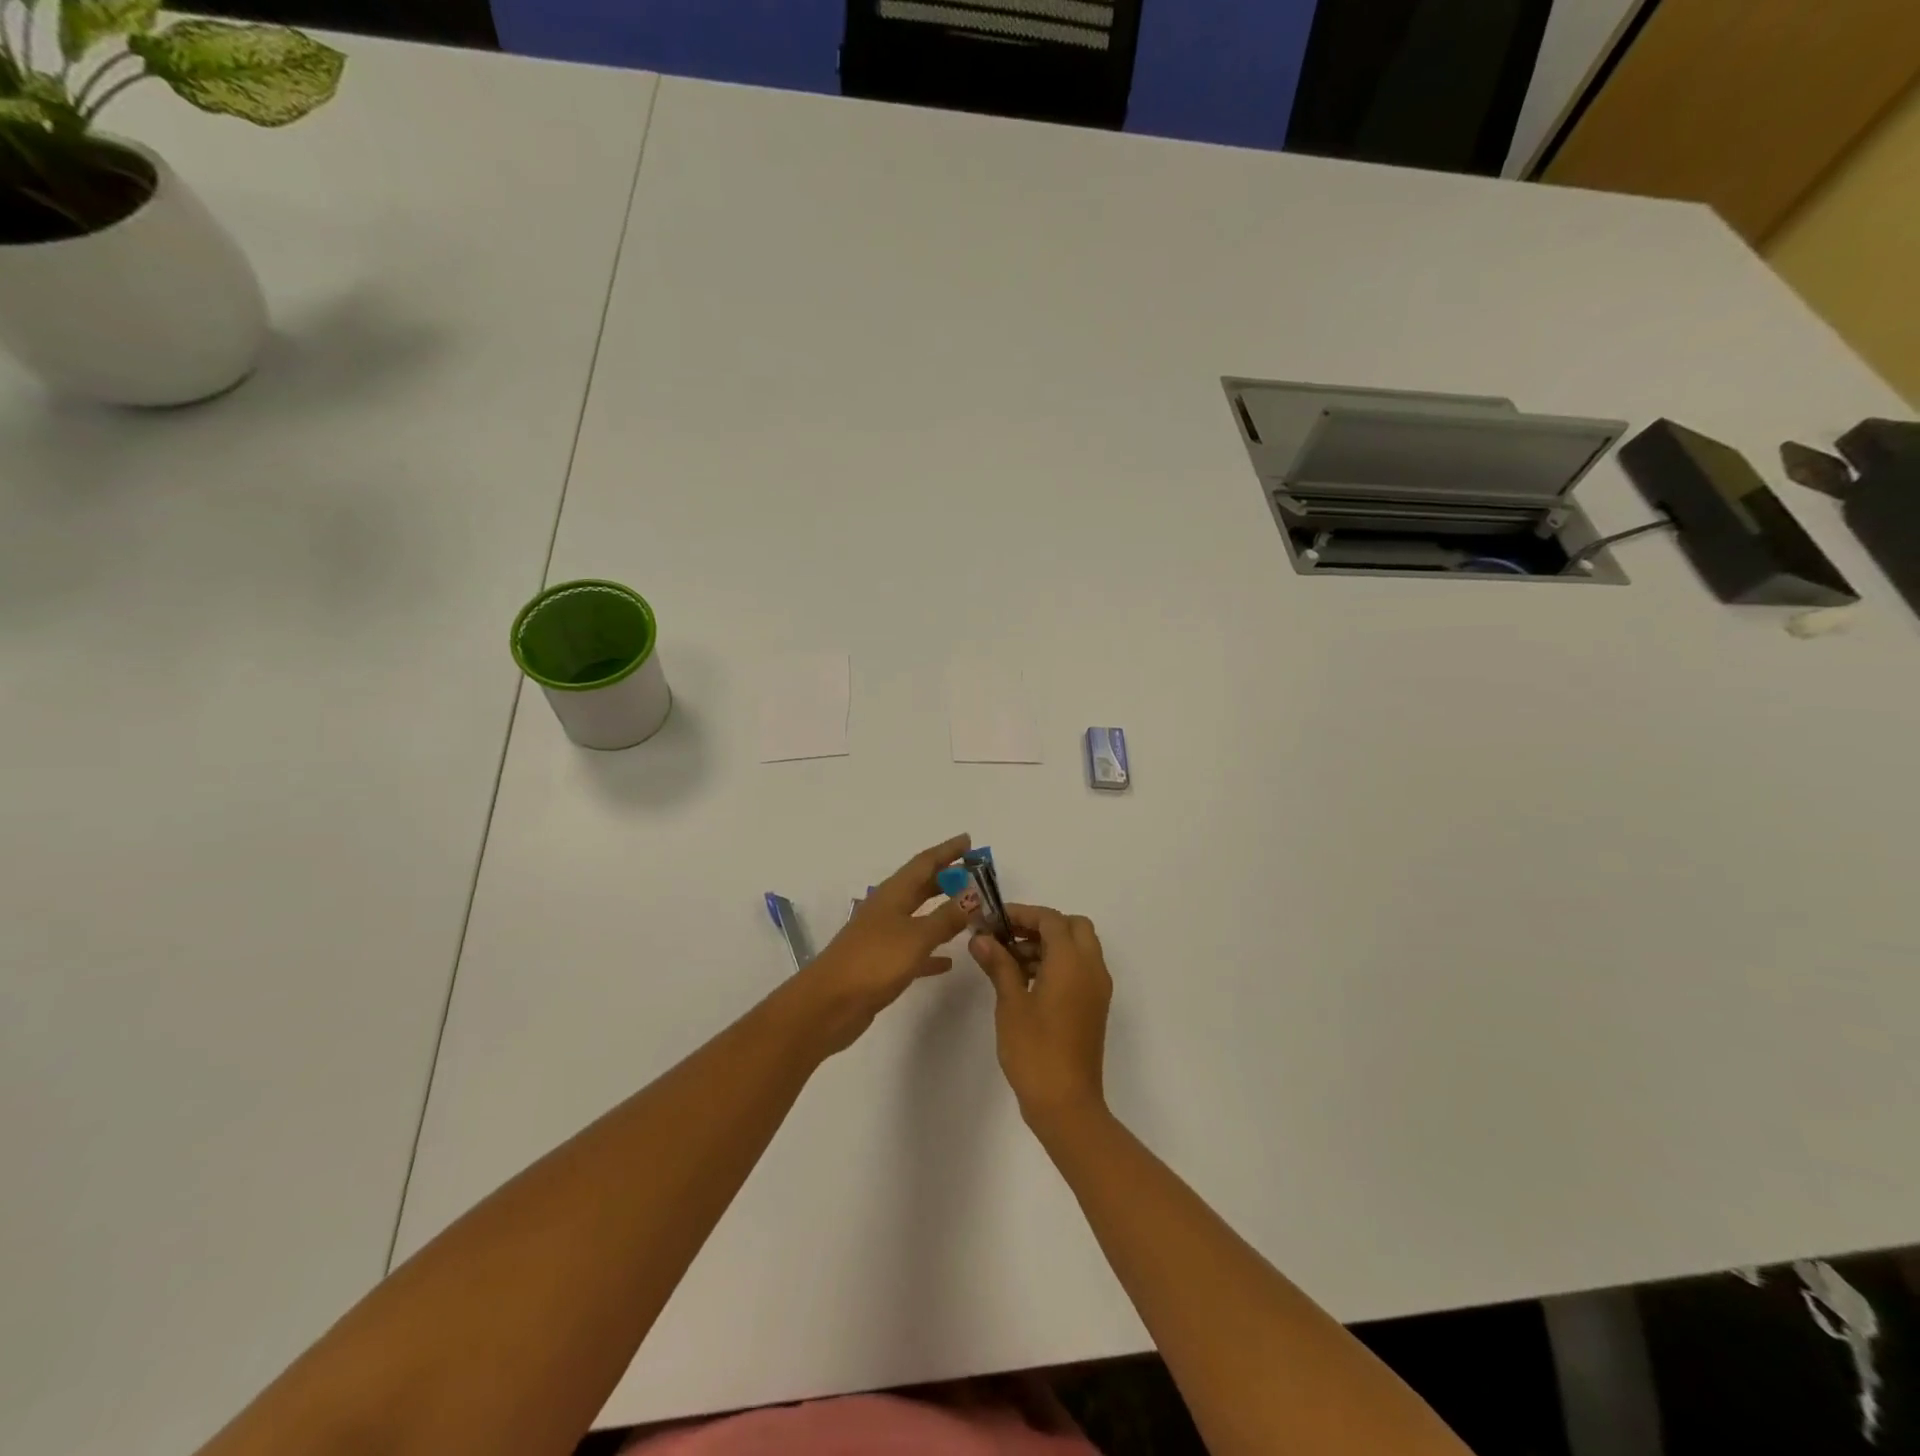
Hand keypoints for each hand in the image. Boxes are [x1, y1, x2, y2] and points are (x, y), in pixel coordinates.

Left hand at [793, 834, 973, 1053]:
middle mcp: (887, 909)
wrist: (829, 1005)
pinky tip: (949, 961)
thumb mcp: (916, 936)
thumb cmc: (874, 962)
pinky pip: (914, 950)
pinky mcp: (882, 964)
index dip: (947, 851)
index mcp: (893, 894)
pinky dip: (932, 949)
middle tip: (976, 874)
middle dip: (947, 878)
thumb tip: (974, 894)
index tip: (969, 840)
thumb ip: (947, 917)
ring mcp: (882, 937)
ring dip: (943, 911)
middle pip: (921, 886)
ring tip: (969, 910)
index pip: (924, 863)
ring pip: (919, 916)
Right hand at [972, 904, 1112, 1133]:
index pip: (1051, 920)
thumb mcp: (1011, 1003)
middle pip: (1072, 927)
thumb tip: (980, 938)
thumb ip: (999, 964)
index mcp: (1072, 962)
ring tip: (1008, 961)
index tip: (993, 920)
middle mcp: (1091, 968)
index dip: (1021, 914)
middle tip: (1007, 937)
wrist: (1066, 1104)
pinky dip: (1057, 963)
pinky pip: (1079, 969)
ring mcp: (1096, 988)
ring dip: (1048, 944)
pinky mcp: (1094, 1006)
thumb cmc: (1035, 1050)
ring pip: (1077, 947)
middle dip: (1040, 925)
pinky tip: (1025, 981)